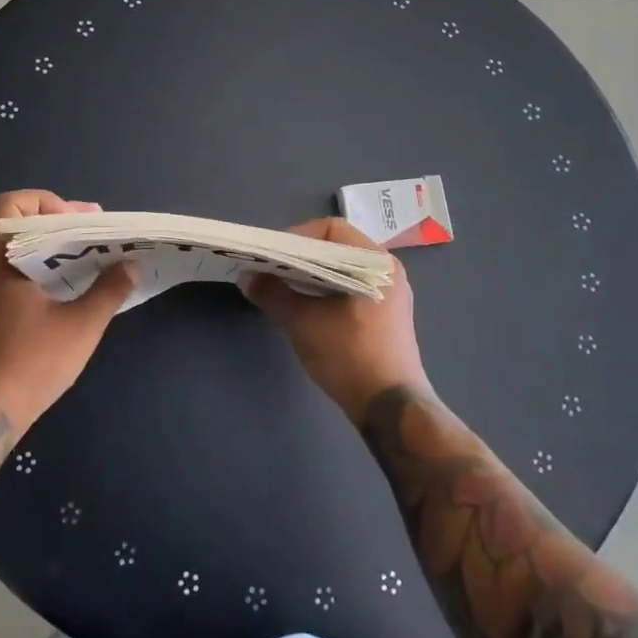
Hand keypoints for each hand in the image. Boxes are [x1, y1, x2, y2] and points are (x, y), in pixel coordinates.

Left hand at [0, 190, 135, 432]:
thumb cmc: (31, 363)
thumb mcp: (80, 326)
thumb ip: (108, 290)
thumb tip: (132, 265)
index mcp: (1, 262)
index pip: (9, 206)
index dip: (44, 202)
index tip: (77, 220)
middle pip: (17, 226)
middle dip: (58, 224)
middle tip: (95, 235)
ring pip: (17, 253)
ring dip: (53, 251)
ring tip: (90, 261)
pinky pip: (16, 277)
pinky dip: (43, 273)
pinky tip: (71, 291)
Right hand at [244, 217, 425, 421]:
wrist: (390, 409)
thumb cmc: (349, 357)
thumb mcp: (303, 323)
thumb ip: (273, 294)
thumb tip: (247, 277)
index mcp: (376, 262)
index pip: (331, 228)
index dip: (297, 236)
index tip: (273, 256)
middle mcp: (388, 270)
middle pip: (336, 247)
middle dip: (300, 256)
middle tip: (272, 271)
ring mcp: (390, 294)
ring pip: (342, 269)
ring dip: (311, 275)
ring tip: (283, 288)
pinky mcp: (385, 315)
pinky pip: (350, 287)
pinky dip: (326, 290)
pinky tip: (306, 307)